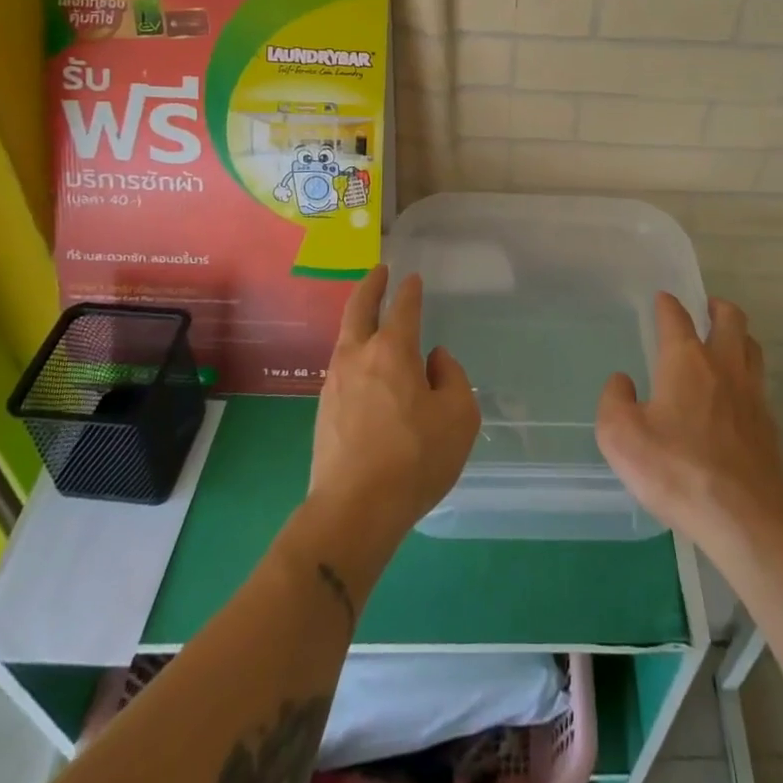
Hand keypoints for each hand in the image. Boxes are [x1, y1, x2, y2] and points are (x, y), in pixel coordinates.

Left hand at [308, 265, 480, 556]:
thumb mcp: (458, 416)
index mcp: (392, 350)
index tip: (412, 277)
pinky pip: (343, 368)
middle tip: (379, 272)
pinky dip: (355, 354)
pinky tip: (367, 370)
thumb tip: (434, 360)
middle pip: (359, 309)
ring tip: (372, 319)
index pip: (403, 307)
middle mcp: (358, 357)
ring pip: (346, 338)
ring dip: (359, 321)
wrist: (354, 510)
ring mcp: (334, 383)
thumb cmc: (415, 458)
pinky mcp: (323, 411)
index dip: (409, 290)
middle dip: (370, 286)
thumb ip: (451, 377)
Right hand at [596, 295, 782, 553]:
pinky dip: (746, 376)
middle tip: (706, 309)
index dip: (667, 304)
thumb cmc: (677, 469)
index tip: (662, 300)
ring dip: (738, 337)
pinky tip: (734, 396)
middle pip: (731, 318)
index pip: (676, 316)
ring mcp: (751, 393)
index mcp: (686, 360)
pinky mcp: (768, 424)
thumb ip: (614, 401)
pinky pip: (758, 383)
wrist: (745, 516)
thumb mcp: (621, 437)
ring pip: (751, 347)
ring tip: (725, 343)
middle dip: (717, 307)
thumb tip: (622, 382)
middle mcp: (723, 365)